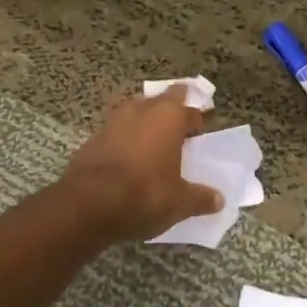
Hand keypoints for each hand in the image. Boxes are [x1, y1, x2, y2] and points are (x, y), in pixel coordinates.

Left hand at [60, 87, 223, 242]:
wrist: (87, 205)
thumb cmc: (144, 194)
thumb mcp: (180, 202)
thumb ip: (201, 198)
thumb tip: (219, 200)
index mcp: (169, 117)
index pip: (189, 108)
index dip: (196, 118)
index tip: (200, 129)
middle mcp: (142, 110)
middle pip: (161, 101)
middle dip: (170, 110)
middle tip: (179, 129)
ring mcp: (113, 121)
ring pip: (135, 112)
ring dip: (145, 123)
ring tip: (153, 142)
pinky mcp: (92, 138)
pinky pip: (116, 132)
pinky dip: (124, 140)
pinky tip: (128, 159)